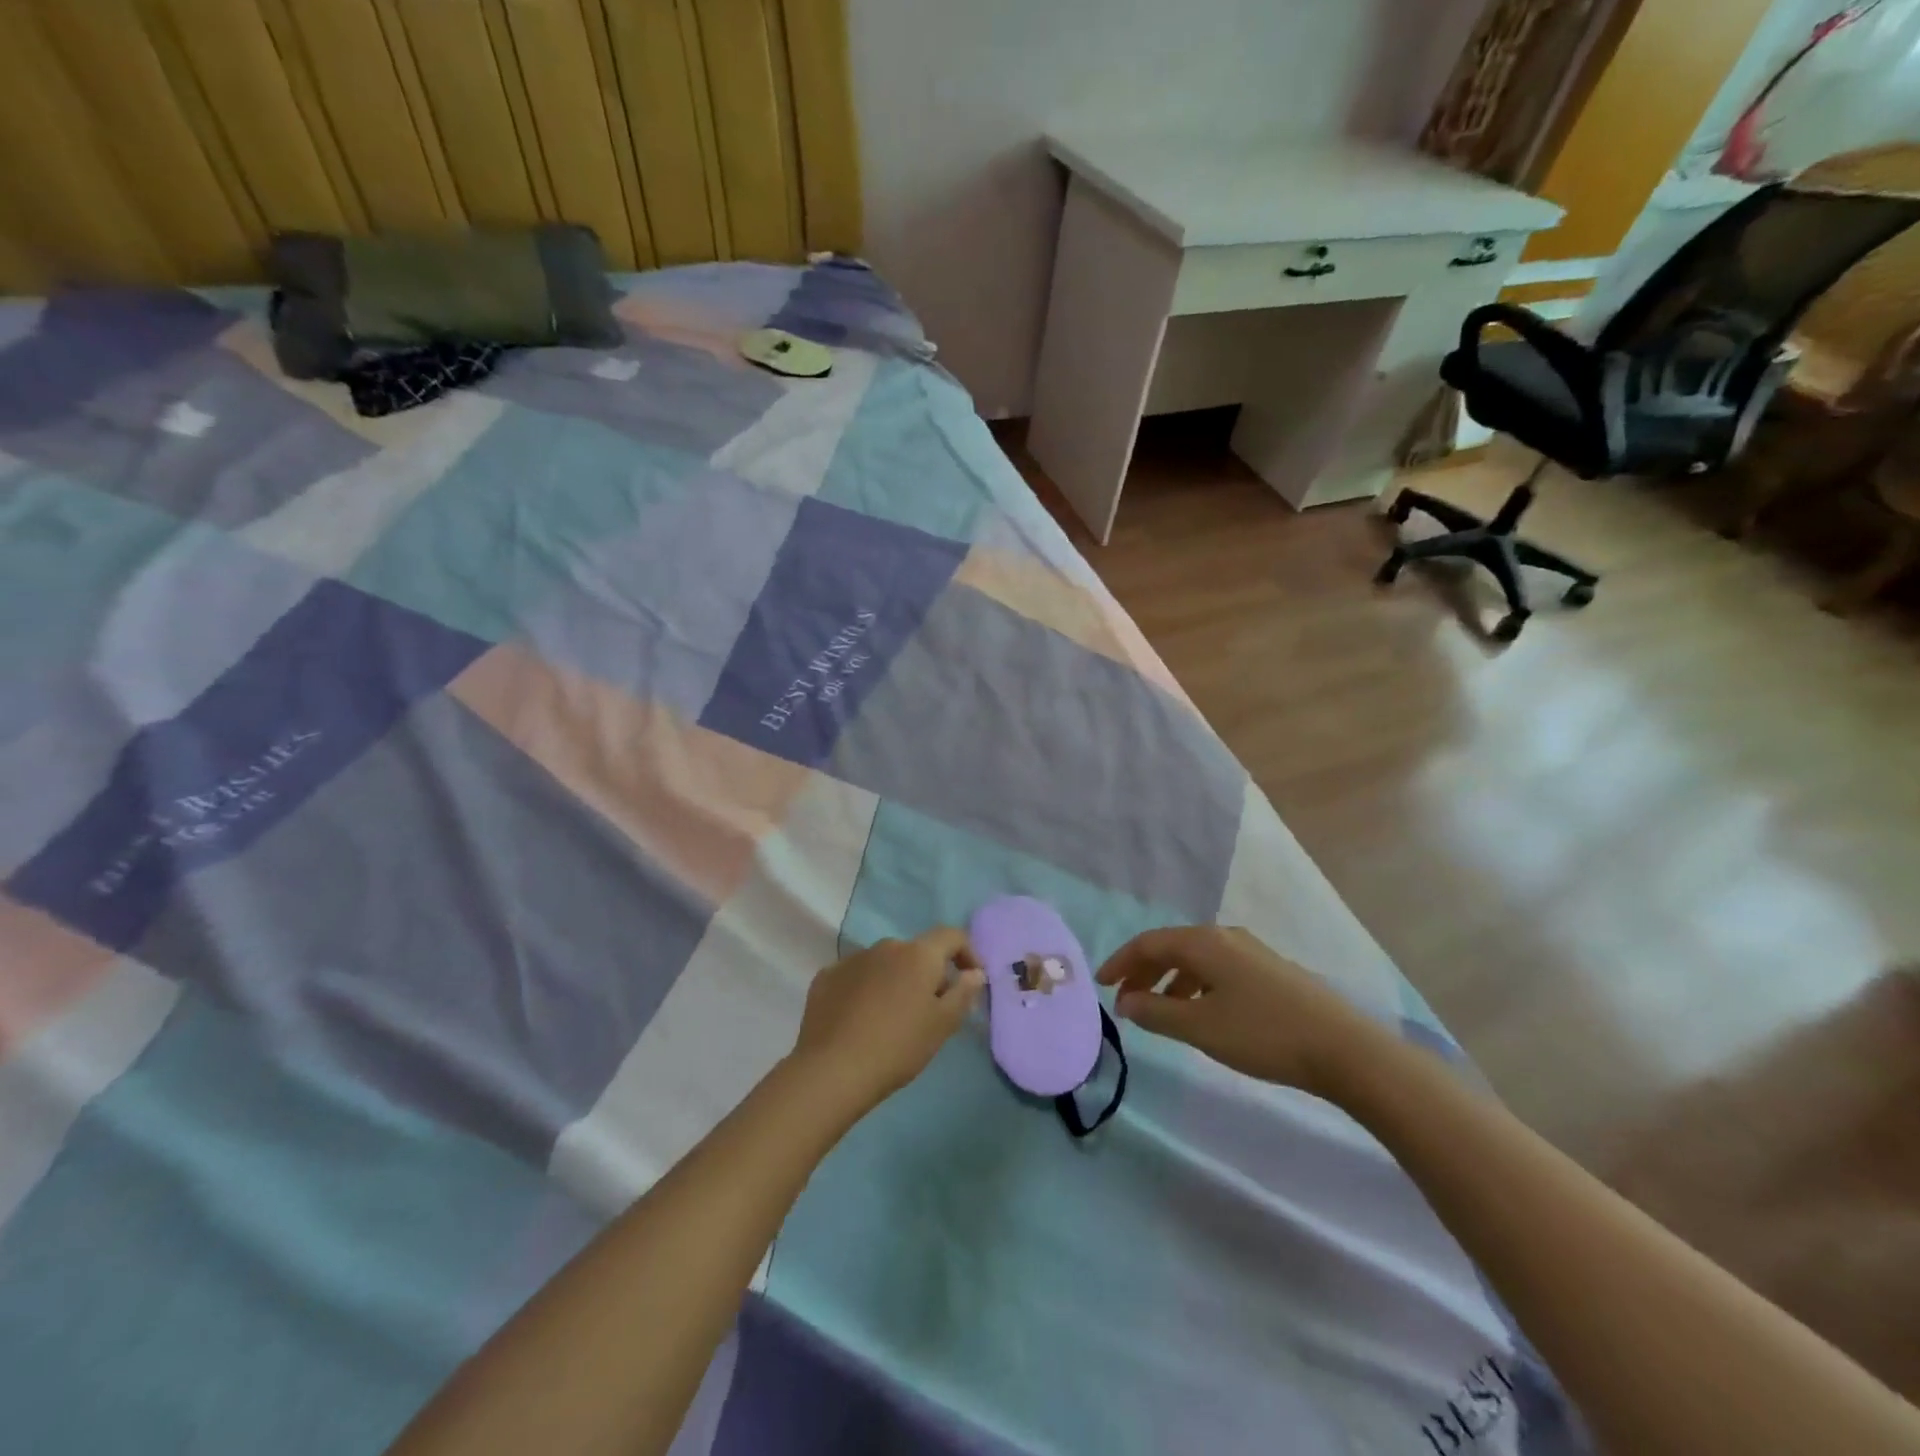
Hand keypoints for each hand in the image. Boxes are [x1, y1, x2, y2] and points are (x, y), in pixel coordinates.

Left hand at [789, 929, 986, 1116]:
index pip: (951, 936)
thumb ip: (963, 993)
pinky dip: (864, 990)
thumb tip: (974, 973)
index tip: (970, 980)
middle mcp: (885, 946)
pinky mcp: (826, 977)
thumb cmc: (898, 1047)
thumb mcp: (942, 1025)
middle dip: (927, 975)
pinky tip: (859, 1021)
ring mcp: (852, 959)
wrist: (832, 1070)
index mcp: (918, 954)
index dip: (967, 953)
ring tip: (891, 1019)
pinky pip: (856, 977)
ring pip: (884, 964)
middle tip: (929, 1011)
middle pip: (916, 953)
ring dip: (894, 982)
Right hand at [1097, 926, 1382, 1097]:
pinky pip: (1217, 970)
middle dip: (1143, 972)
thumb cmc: (1263, 1034)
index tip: (1100, 984)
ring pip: (1196, 960)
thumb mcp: (1201, 1027)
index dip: (1120, 962)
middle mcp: (1225, 937)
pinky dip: (1195, 986)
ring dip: (1169, 981)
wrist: (1344, 1049)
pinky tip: (1199, 1012)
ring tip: (1158, 1011)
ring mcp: (1251, 952)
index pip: (1149, 943)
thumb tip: (1126, 1002)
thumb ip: (1157, 1013)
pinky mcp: (1270, 971)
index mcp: (1205, 943)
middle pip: (1172, 947)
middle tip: (1124, 1000)